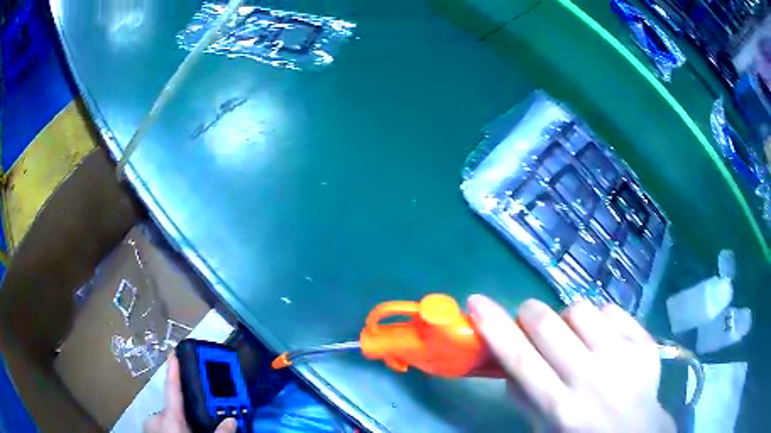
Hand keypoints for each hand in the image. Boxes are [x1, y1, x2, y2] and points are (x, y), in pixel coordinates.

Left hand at [144, 353, 236, 432]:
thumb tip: (232, 420)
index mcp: (169, 420)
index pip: (173, 390)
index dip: (173, 370)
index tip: (174, 351)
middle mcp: (155, 420)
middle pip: (173, 409)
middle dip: (186, 414)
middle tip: (198, 426)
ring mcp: (149, 427)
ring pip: (167, 419)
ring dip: (179, 424)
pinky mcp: (148, 432)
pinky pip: (161, 425)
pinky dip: (171, 428)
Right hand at [468, 295, 674, 432]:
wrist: (637, 431)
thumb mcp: (544, 429)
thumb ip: (523, 398)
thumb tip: (508, 361)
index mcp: (561, 407)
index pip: (520, 360)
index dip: (494, 328)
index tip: (476, 301)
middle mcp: (592, 379)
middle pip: (549, 325)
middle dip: (530, 313)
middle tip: (530, 321)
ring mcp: (623, 357)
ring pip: (581, 310)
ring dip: (568, 319)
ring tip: (575, 337)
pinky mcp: (644, 342)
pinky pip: (611, 310)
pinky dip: (600, 320)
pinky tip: (604, 340)